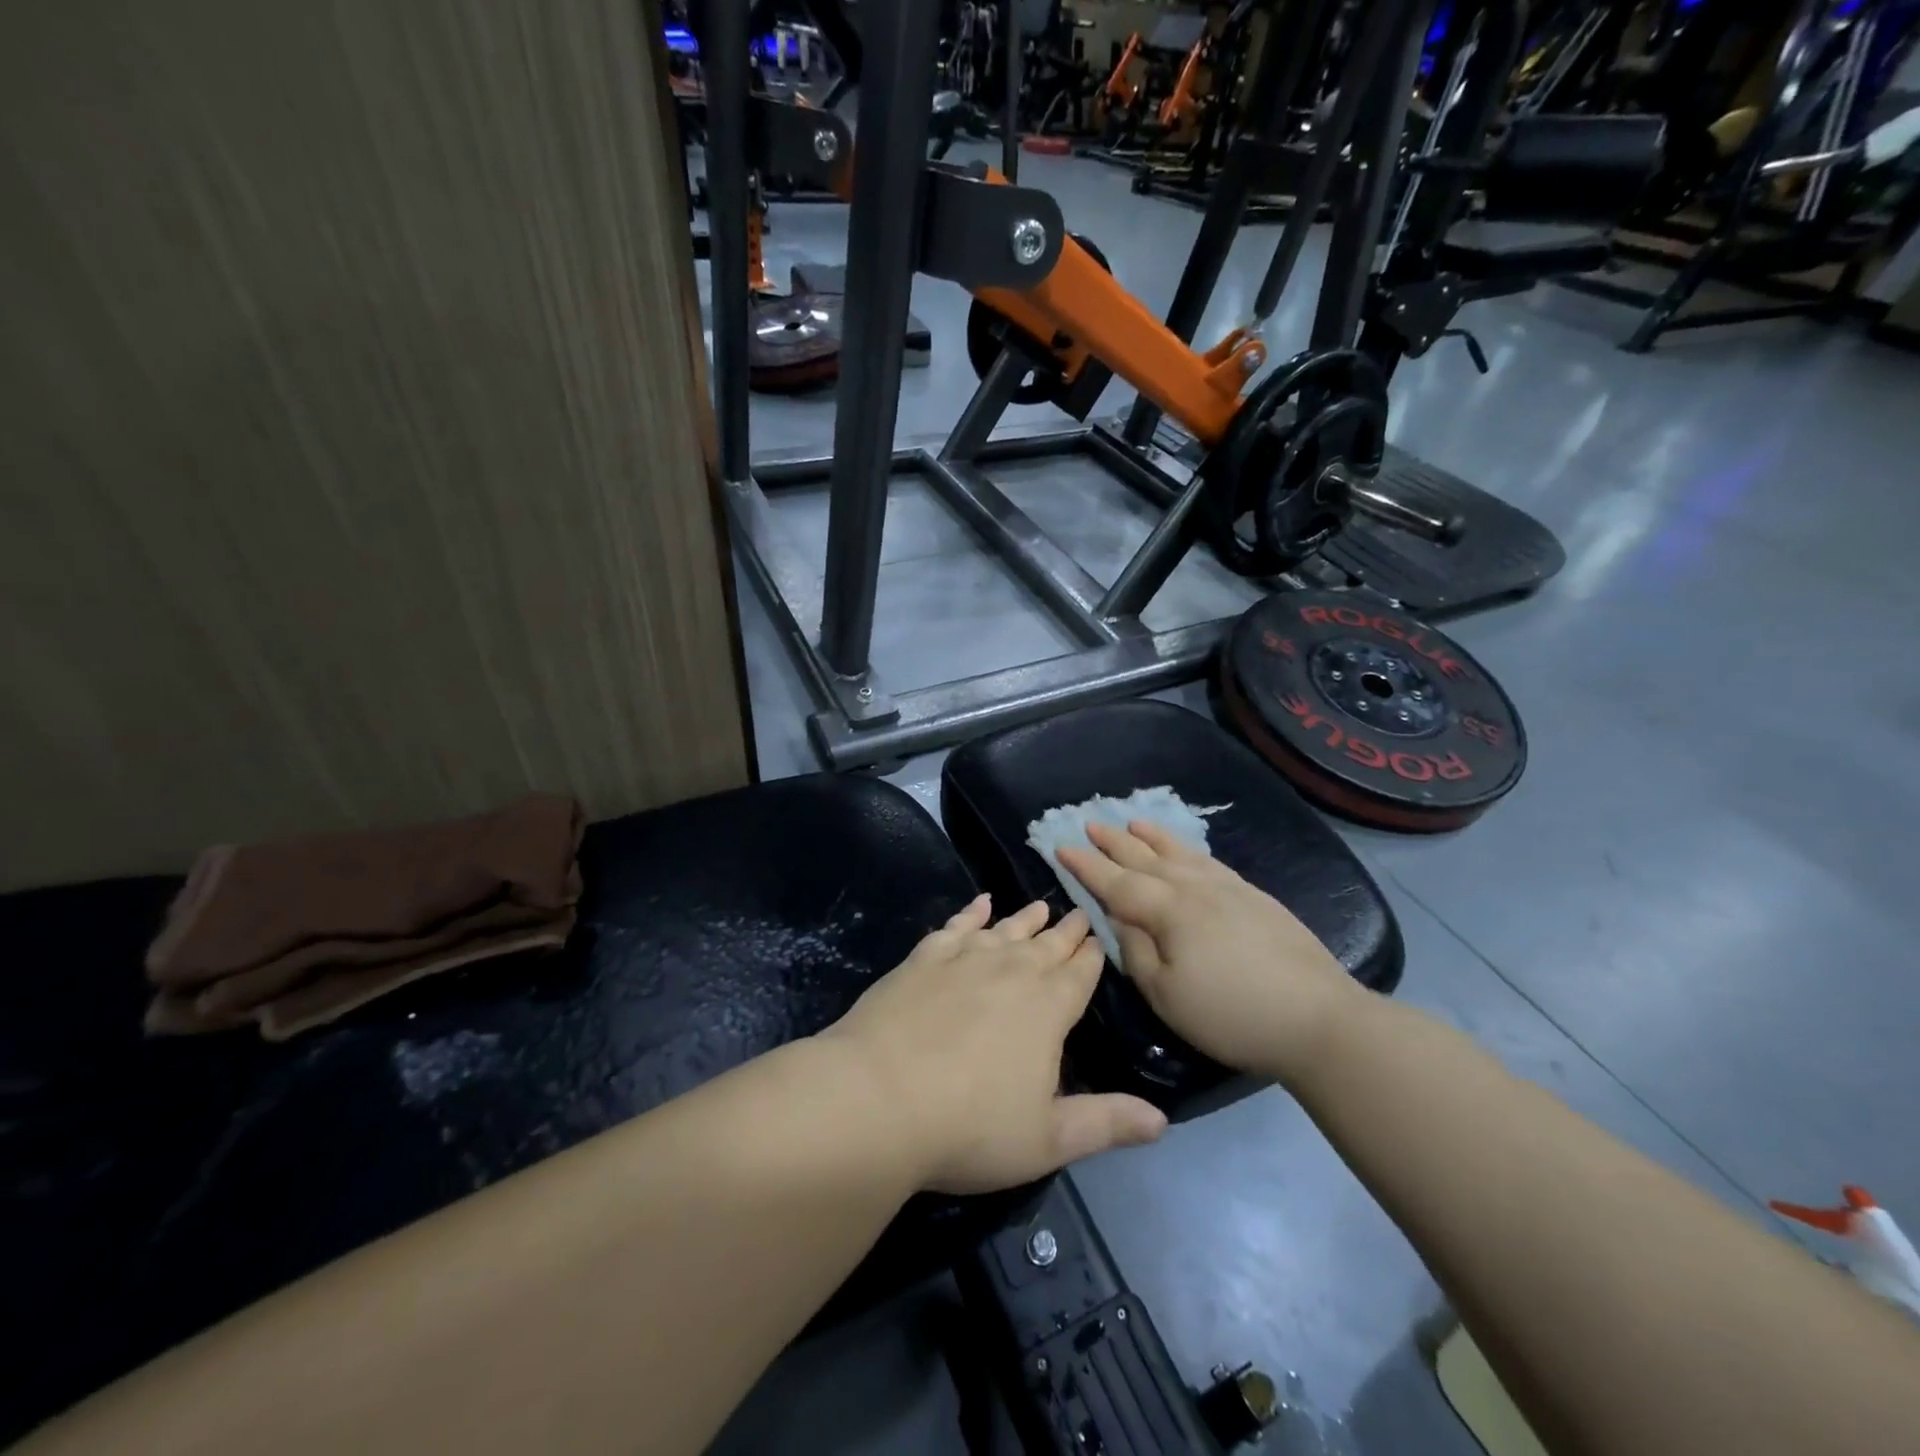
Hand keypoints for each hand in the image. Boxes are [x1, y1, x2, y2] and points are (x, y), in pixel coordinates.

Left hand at [821, 895, 1167, 1194]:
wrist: (879, 1097)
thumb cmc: (970, 1127)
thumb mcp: (1048, 1139)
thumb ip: (1106, 1123)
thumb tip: (1163, 1120)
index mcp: (1049, 1008)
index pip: (1080, 974)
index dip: (1092, 956)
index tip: (1099, 937)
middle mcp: (1012, 971)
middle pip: (1047, 945)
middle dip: (1066, 931)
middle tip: (1079, 912)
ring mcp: (965, 958)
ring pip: (1006, 929)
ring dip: (1026, 918)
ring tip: (1041, 905)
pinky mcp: (924, 958)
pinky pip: (956, 926)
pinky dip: (970, 912)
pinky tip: (979, 903)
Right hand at [1057, 821, 1363, 1085]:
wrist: (1318, 1018)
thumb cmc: (1231, 1014)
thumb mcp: (1167, 995)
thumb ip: (1135, 952)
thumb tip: (1120, 919)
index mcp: (1168, 911)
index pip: (1116, 882)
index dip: (1086, 865)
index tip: (1060, 846)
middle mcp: (1194, 887)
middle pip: (1145, 858)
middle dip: (1113, 841)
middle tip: (1089, 823)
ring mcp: (1228, 888)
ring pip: (1179, 853)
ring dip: (1151, 837)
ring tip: (1133, 821)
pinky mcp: (1254, 896)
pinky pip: (1208, 860)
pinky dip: (1187, 849)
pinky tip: (1185, 851)